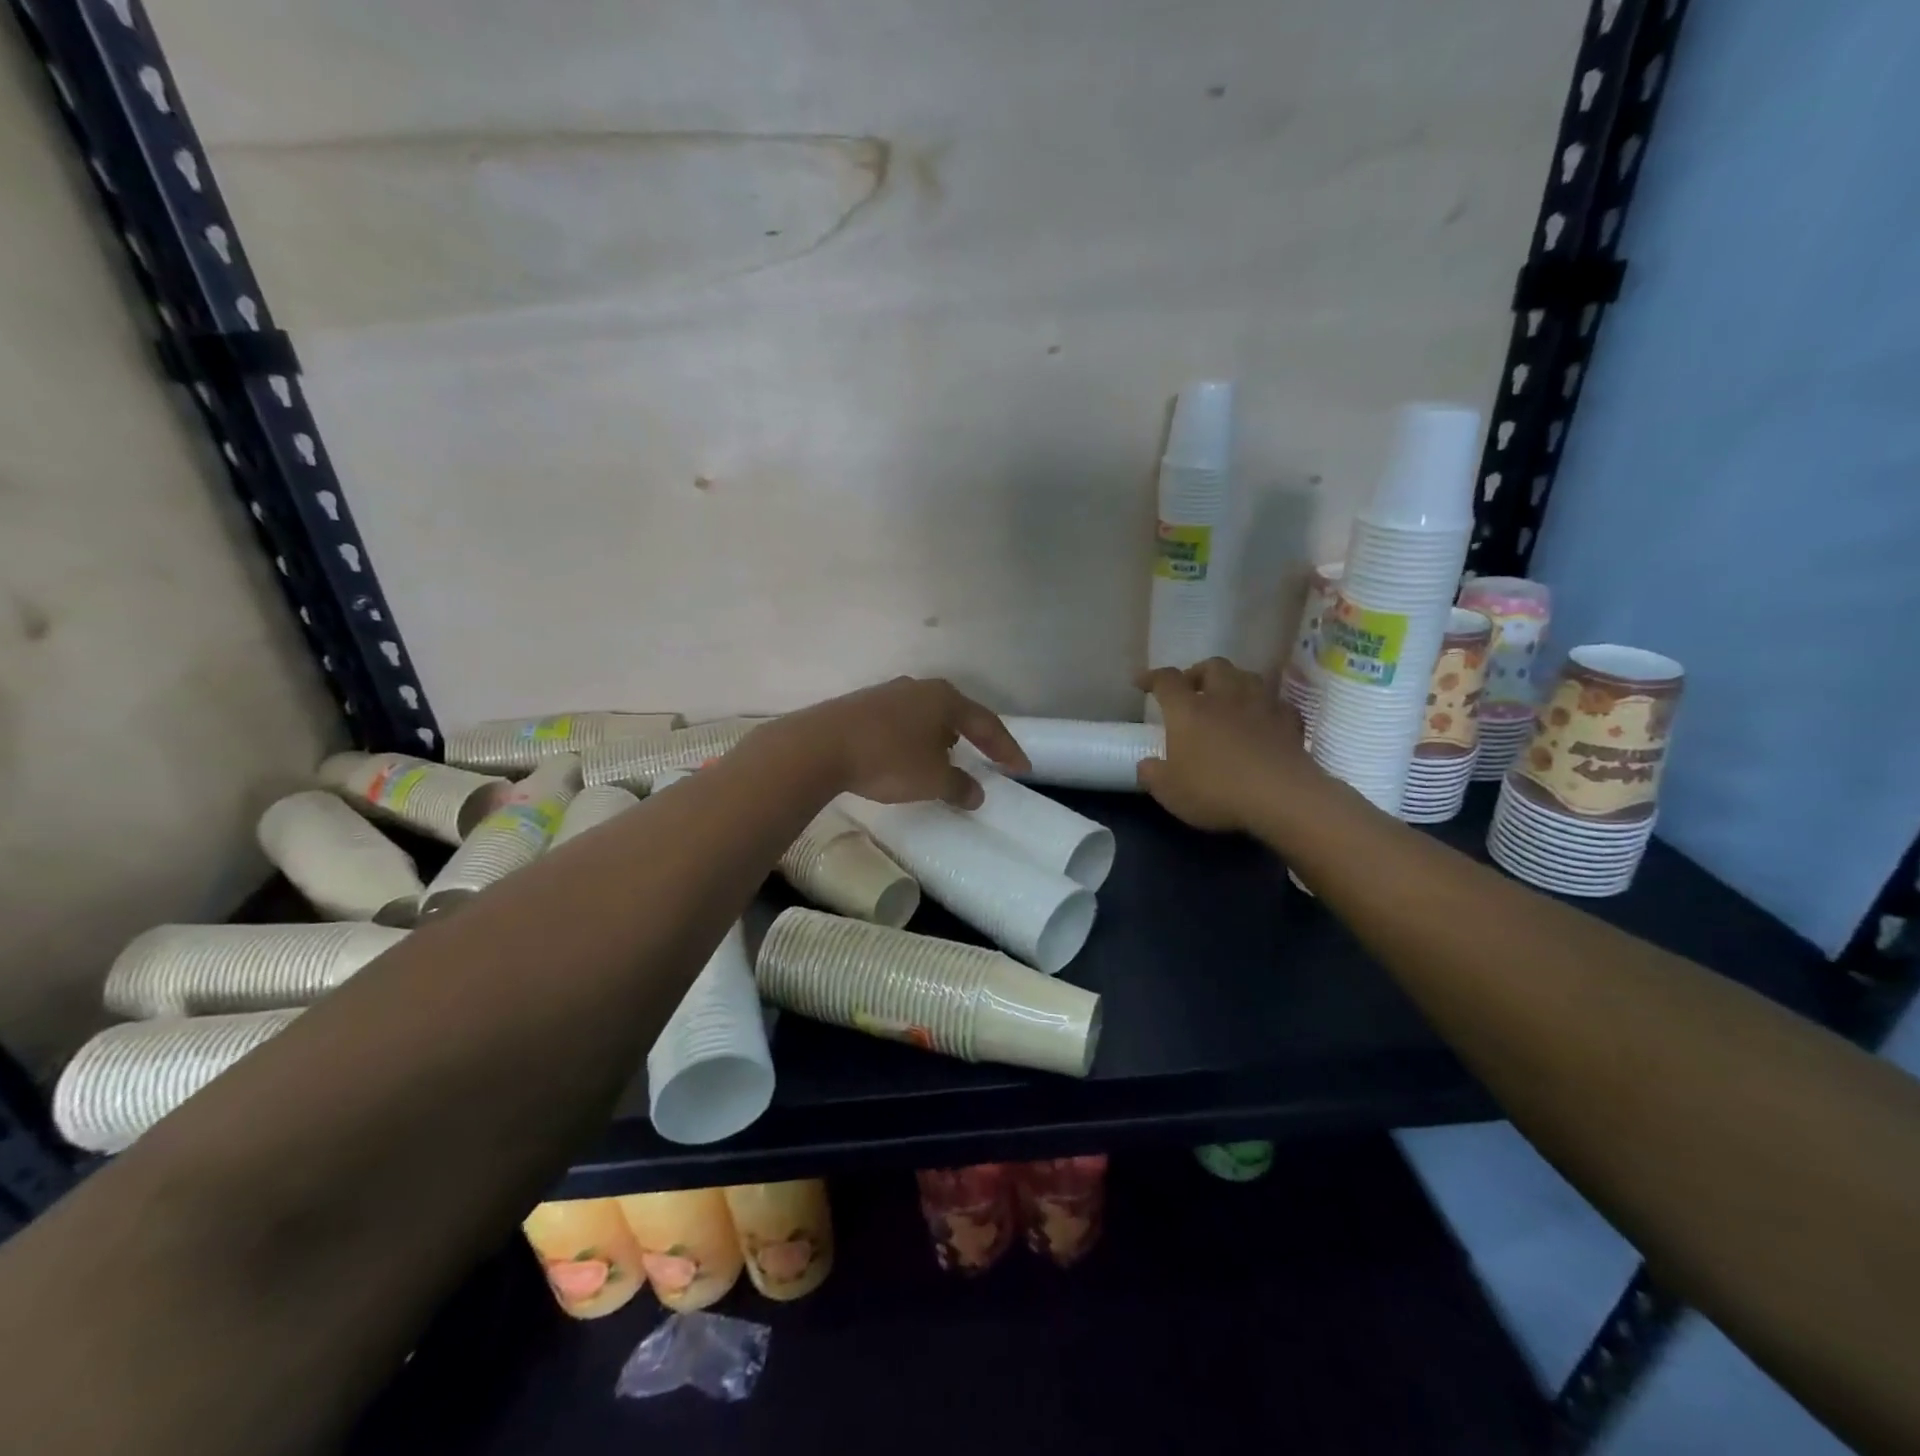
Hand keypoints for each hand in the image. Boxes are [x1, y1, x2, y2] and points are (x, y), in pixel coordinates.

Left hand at [787, 677, 1028, 808]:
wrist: (819, 746)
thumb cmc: (888, 759)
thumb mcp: (932, 780)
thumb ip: (959, 786)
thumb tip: (976, 793)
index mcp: (945, 699)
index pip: (986, 724)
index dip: (1006, 748)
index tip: (1021, 769)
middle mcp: (919, 688)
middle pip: (956, 714)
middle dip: (972, 738)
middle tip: (985, 759)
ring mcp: (888, 693)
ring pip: (926, 716)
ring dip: (940, 739)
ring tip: (944, 761)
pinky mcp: (862, 705)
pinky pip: (901, 723)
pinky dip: (913, 740)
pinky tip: (906, 757)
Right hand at [1137, 658, 1319, 833]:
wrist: (1281, 797)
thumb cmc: (1216, 790)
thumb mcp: (1169, 791)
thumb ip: (1152, 774)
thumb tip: (1146, 765)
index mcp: (1188, 710)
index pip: (1166, 680)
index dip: (1151, 677)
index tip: (1141, 682)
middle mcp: (1224, 697)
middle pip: (1212, 666)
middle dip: (1198, 672)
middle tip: (1191, 689)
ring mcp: (1261, 706)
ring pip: (1247, 677)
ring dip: (1234, 682)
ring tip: (1227, 698)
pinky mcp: (1290, 722)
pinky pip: (1276, 703)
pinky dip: (1265, 706)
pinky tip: (1262, 719)